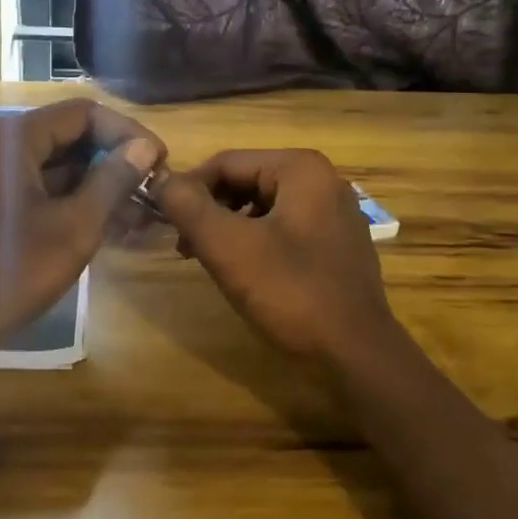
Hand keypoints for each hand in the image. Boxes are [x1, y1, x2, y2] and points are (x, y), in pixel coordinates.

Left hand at [0, 99, 162, 351]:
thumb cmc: (12, 270)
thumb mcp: (75, 227)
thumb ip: (113, 180)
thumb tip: (145, 146)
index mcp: (13, 138)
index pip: (84, 114)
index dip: (127, 133)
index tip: (159, 162)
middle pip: (68, 135)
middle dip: (113, 160)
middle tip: (150, 188)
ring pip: (55, 162)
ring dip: (95, 182)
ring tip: (138, 211)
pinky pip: (37, 183)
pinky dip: (70, 197)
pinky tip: (105, 221)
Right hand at [151, 149, 403, 364]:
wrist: (357, 356)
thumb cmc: (292, 293)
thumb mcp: (229, 247)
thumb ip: (189, 207)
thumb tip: (161, 181)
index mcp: (300, 169)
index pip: (226, 163)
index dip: (189, 189)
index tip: (165, 222)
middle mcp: (322, 180)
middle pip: (245, 181)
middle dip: (210, 210)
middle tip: (184, 247)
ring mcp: (334, 213)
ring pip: (262, 206)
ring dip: (229, 228)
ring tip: (208, 261)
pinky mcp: (337, 244)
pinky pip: (283, 228)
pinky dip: (255, 242)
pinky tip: (243, 273)